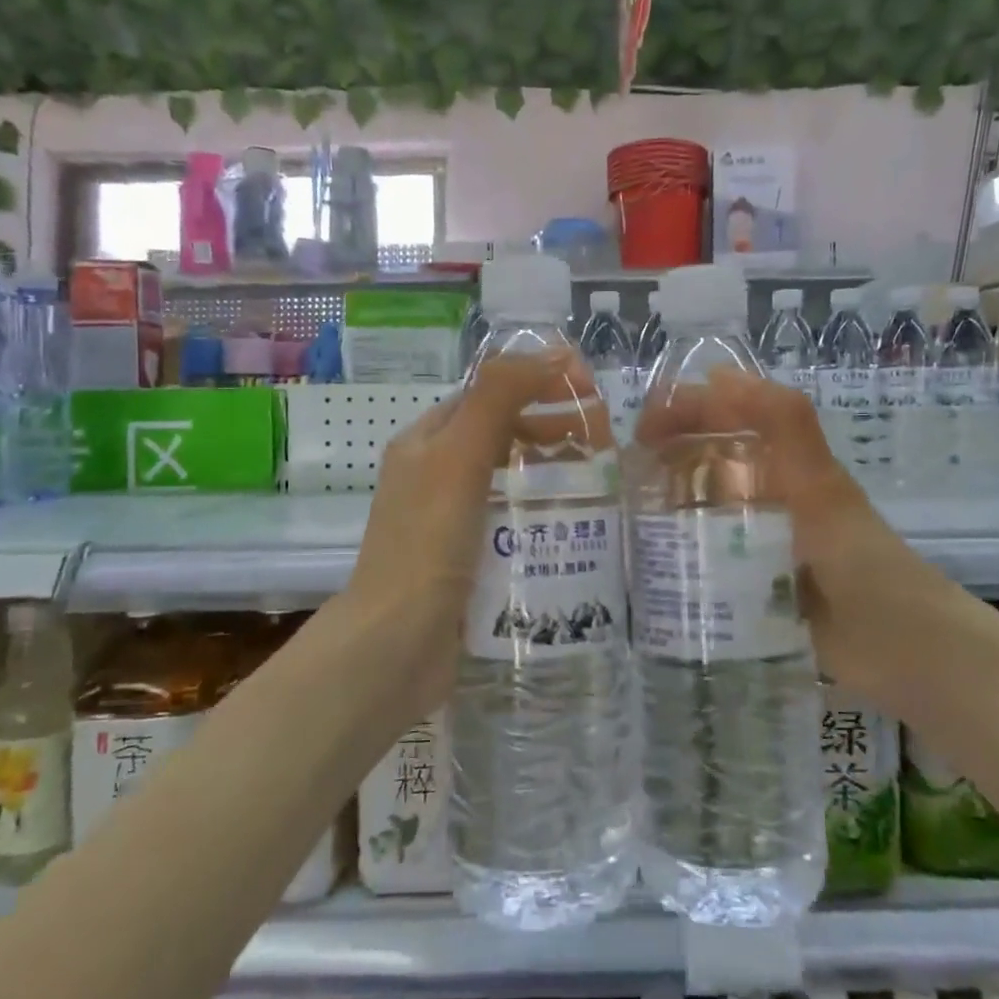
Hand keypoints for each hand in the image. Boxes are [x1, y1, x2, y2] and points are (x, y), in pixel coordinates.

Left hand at [344, 353, 569, 714]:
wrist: (394, 646)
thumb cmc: (426, 542)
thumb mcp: (460, 457)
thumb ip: (499, 398)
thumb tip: (552, 351)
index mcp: (425, 443)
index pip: (487, 395)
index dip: (535, 384)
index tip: (589, 391)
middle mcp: (434, 477)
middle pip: (501, 437)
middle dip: (550, 429)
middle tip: (603, 439)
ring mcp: (450, 524)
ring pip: (509, 483)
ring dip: (551, 473)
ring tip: (601, 481)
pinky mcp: (468, 563)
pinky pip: (512, 526)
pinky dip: (543, 517)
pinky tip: (577, 528)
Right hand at [634, 367, 947, 696]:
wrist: (900, 651)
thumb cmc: (859, 560)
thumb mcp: (819, 487)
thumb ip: (786, 428)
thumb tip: (719, 374)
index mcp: (784, 465)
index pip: (727, 417)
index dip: (685, 410)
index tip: (640, 429)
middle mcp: (769, 496)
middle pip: (708, 460)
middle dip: (664, 457)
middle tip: (620, 480)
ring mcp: (759, 543)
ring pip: (703, 510)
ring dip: (665, 506)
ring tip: (622, 520)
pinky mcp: (752, 587)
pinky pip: (707, 560)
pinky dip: (676, 555)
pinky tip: (645, 568)